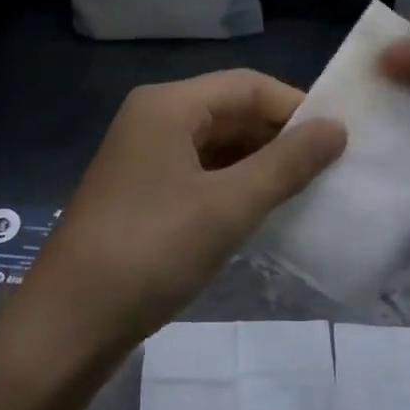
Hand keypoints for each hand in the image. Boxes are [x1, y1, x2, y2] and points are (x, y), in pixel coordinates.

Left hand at [8, 71, 346, 372]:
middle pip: (230, 112)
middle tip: (330, 170)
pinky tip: (263, 212)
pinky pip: (199, 174)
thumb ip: (286, 164)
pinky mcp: (142, 192)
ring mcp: (144, 157)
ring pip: (216, 146)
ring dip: (259, 165)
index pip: (247, 86)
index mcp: (168, 105)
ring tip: (307, 192)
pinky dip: (233, 187)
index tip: (340, 141)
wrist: (69, 323)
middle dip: (279, 138)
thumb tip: (337, 128)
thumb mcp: (228, 206)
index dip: (295, 108)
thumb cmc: (151, 251)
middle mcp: (153, 119)